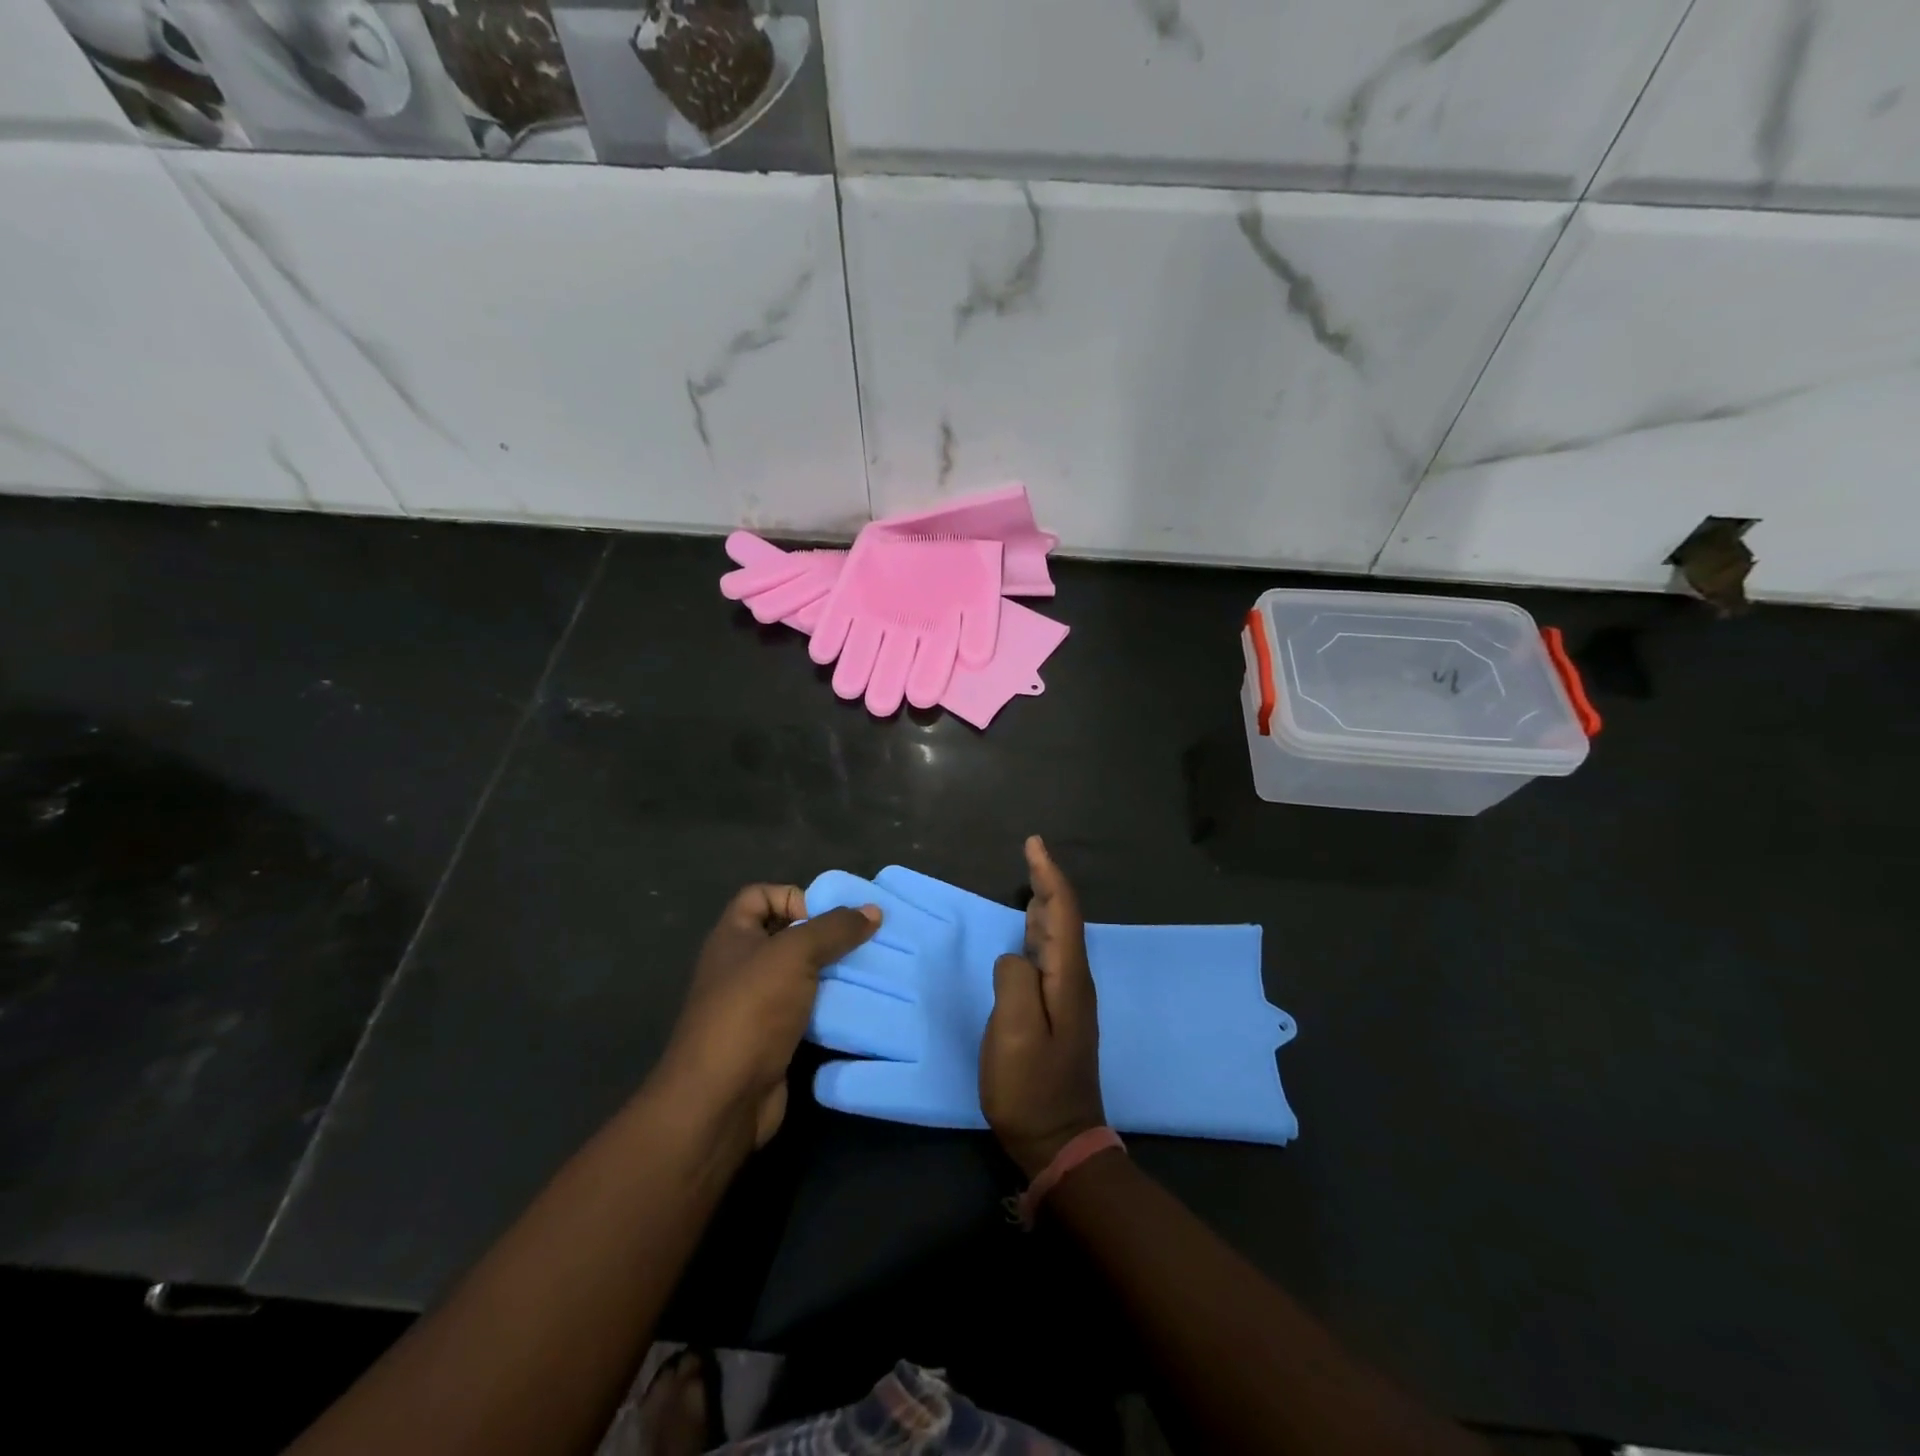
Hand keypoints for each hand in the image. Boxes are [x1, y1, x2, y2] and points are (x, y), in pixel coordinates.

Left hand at [657, 885, 878, 1151]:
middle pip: (787, 935)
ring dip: (834, 973)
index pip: (760, 895)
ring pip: (802, 976)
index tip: (828, 917)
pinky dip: (831, 1008)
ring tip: (872, 972)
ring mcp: (756, 1005)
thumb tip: (873, 910)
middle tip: (866, 942)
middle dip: (826, 936)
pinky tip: (860, 1007)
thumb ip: (834, 928)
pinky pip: (807, 1011)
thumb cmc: (751, 1010)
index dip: (793, 896)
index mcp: (733, 936)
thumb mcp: (795, 954)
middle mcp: (742, 966)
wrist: (721, 1099)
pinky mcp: (773, 1039)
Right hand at [979, 838, 1106, 1176]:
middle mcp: (1074, 982)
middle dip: (1049, 882)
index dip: (1049, 875)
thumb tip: (1014, 956)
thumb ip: (1015, 981)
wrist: (1059, 1142)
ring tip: (1031, 881)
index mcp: (1067, 979)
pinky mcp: (1059, 1016)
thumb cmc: (1032, 1088)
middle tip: (1030, 854)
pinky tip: (1028, 934)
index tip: (1033, 844)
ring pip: (1059, 937)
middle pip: (1065, 919)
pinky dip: (1040, 932)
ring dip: (1046, 905)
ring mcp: (1069, 1000)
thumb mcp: (1015, 1033)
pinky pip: (1051, 957)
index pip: (1063, 912)